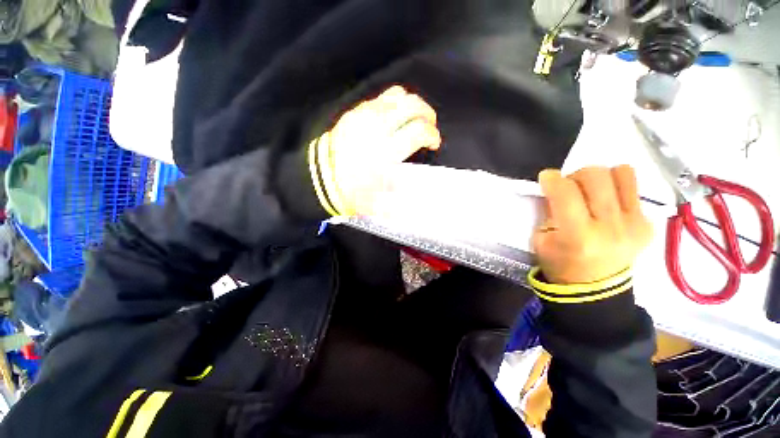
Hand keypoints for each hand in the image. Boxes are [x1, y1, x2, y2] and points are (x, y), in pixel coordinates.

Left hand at [314, 86, 440, 215]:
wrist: (319, 177)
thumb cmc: (351, 191)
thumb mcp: (378, 202)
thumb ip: (400, 195)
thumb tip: (413, 188)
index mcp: (386, 152)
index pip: (419, 131)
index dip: (433, 135)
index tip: (434, 144)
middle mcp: (378, 128)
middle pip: (413, 105)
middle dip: (428, 114)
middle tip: (428, 125)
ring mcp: (365, 116)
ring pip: (398, 95)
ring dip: (411, 105)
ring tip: (412, 118)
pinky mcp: (355, 112)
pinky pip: (380, 98)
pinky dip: (393, 104)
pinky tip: (392, 117)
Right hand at [533, 166, 652, 283]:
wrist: (595, 288)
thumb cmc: (559, 265)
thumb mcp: (541, 240)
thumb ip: (548, 212)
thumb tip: (555, 189)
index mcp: (578, 236)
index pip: (566, 192)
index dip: (552, 179)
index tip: (546, 178)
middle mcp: (611, 227)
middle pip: (596, 176)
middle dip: (575, 176)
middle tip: (568, 188)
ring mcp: (635, 225)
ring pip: (621, 173)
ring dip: (601, 178)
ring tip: (591, 192)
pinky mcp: (649, 224)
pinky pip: (634, 188)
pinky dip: (617, 190)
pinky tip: (607, 206)